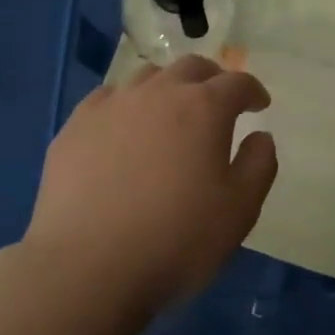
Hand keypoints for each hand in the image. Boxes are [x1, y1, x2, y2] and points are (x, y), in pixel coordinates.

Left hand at [26, 56, 277, 311]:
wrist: (88, 266)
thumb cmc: (177, 239)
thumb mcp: (240, 209)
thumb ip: (259, 164)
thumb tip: (259, 136)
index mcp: (203, 109)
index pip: (236, 83)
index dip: (252, 91)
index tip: (259, 105)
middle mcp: (157, 94)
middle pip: (190, 68)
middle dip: (212, 79)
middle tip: (219, 101)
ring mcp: (111, 106)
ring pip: (146, 76)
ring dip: (168, 87)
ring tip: (171, 112)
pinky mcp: (75, 127)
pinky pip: (107, 99)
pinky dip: (126, 104)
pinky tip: (124, 128)